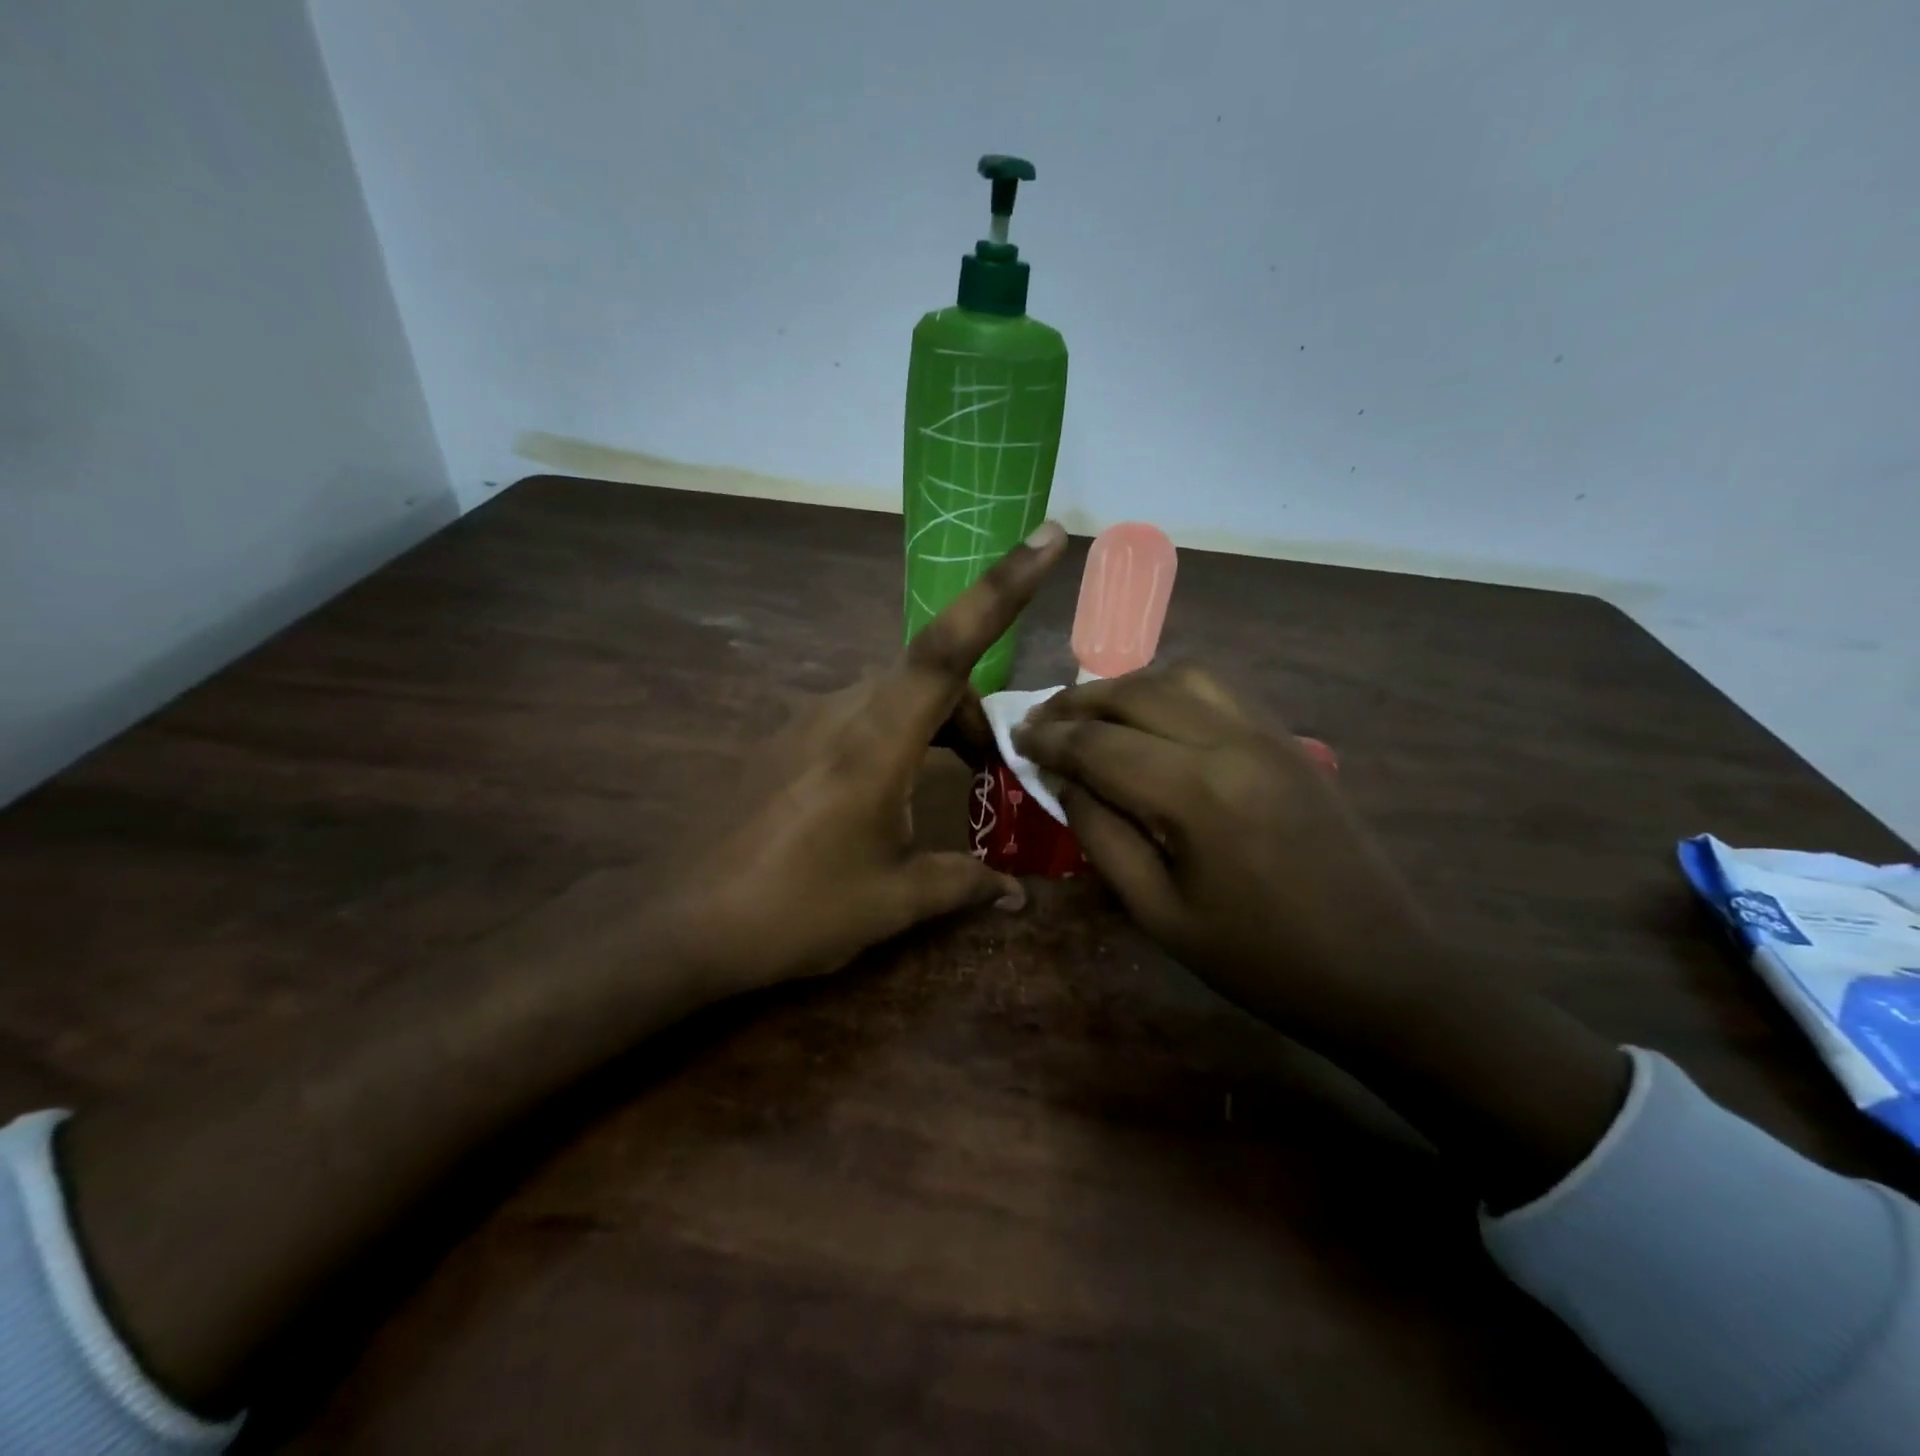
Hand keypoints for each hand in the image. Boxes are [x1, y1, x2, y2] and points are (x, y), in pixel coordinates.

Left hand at [662, 523, 1068, 993]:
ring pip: (895, 693)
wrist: (678, 919)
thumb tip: (1019, 896)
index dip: (1002, 588)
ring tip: (949, 783)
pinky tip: (890, 794)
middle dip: (974, 712)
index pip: (949, 648)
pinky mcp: (787, 739)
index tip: (1047, 536)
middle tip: (991, 773)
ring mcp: (808, 720)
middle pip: (930, 673)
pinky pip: (861, 714)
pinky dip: (898, 734)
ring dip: (936, 723)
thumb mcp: (890, 903)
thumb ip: (963, 884)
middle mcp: (842, 711)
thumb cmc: (793, 910)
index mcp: (876, 741)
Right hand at [1014, 663, 1437, 1047]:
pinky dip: (1169, 690)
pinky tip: (1150, 719)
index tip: (1014, 738)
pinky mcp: (1288, 740)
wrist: (1379, 971)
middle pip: (1136, 692)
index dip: (1049, 739)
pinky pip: (1218, 690)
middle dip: (1078, 702)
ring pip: (1180, 675)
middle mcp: (1231, 742)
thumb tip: (1064, 780)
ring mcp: (1268, 733)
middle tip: (1041, 722)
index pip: (1099, 744)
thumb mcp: (1158, 913)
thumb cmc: (1258, 960)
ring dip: (1125, 687)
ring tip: (1091, 716)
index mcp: (1195, 793)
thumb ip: (1101, 835)